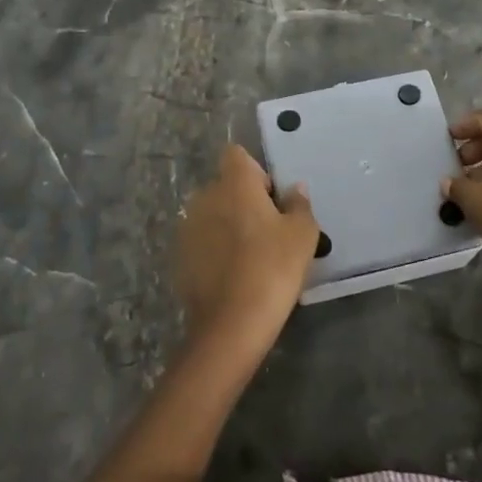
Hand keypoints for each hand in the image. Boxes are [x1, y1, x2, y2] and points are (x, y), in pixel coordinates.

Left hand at [175, 144, 318, 352]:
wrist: (230, 326)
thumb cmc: (272, 268)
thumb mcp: (302, 234)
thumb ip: (299, 204)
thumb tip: (294, 189)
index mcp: (234, 183)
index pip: (237, 155)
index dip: (256, 172)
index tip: (272, 198)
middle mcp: (205, 197)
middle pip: (226, 186)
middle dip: (244, 201)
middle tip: (269, 231)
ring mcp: (188, 228)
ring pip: (213, 215)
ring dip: (229, 226)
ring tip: (251, 257)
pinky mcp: (179, 258)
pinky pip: (203, 242)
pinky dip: (216, 251)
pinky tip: (234, 277)